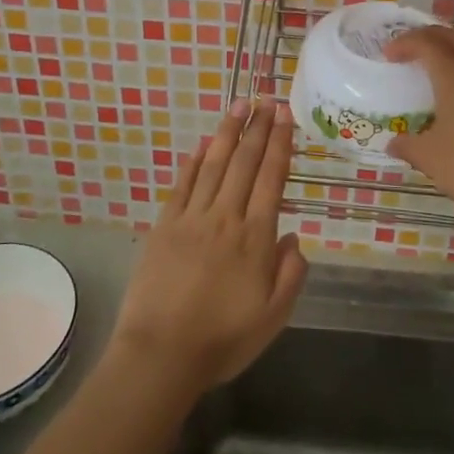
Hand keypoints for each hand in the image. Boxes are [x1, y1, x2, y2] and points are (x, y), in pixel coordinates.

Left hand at [111, 97, 307, 394]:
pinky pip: (182, 186)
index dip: (279, 144)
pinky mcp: (164, 226)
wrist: (161, 354)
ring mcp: (191, 218)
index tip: (285, 116)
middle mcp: (225, 217)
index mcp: (255, 237)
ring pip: (214, 165)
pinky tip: (201, 146)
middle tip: (267, 99)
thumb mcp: (273, 317)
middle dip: (258, 128)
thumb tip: (292, 237)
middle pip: (244, 163)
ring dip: (227, 133)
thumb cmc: (223, 340)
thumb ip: (290, 274)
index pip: (271, 178)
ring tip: (239, 107)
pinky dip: (193, 162)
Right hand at [385, 26, 453, 223]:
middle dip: (428, 35)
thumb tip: (393, 142)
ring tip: (432, 62)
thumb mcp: (429, 157)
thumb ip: (407, 144)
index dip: (405, 42)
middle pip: (453, 35)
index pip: (427, 43)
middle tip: (408, 49)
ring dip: (450, 46)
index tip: (388, 55)